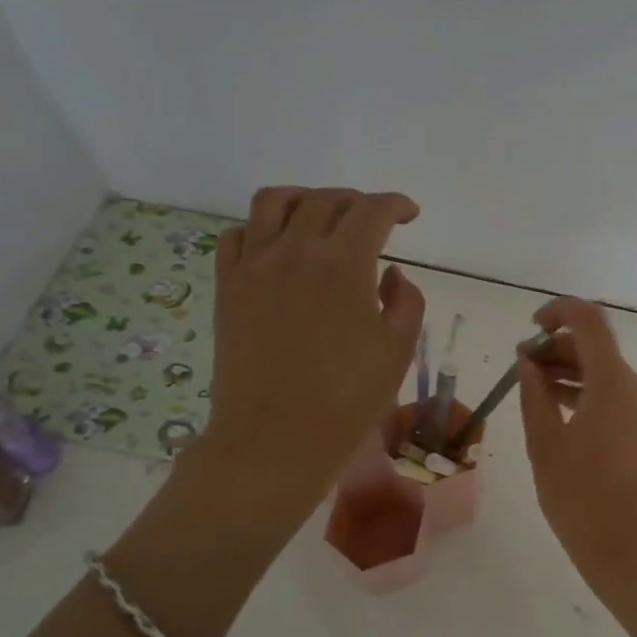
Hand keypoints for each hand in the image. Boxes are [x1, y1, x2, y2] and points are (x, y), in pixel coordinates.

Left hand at [200, 186, 424, 524]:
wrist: (275, 438)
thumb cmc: (347, 399)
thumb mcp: (398, 351)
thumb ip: (406, 301)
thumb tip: (391, 274)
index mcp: (344, 264)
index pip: (372, 211)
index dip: (396, 204)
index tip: (410, 214)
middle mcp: (295, 250)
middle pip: (326, 200)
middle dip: (357, 202)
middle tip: (373, 221)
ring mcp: (254, 266)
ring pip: (274, 202)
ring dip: (305, 198)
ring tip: (320, 215)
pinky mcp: (227, 287)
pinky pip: (236, 235)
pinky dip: (260, 228)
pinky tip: (275, 246)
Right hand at [517, 297, 636, 593]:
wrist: (630, 548)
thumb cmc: (580, 499)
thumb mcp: (545, 445)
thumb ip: (534, 395)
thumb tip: (528, 362)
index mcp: (613, 384)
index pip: (590, 322)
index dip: (559, 312)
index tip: (530, 327)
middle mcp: (634, 388)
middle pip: (596, 346)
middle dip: (557, 345)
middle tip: (521, 363)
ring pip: (604, 370)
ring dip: (568, 368)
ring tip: (530, 384)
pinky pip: (611, 394)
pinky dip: (583, 389)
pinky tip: (554, 405)